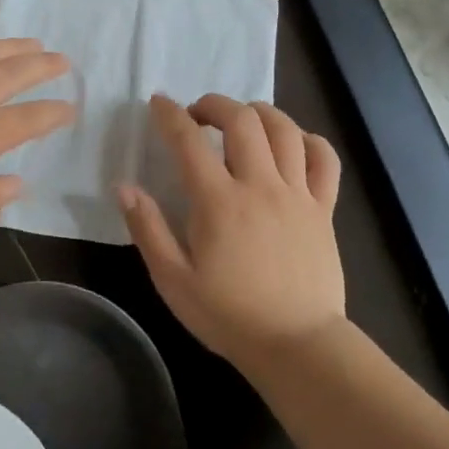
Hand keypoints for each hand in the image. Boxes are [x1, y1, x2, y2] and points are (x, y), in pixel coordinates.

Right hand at [119, 94, 344, 369]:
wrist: (297, 345)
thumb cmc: (228, 315)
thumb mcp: (173, 280)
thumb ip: (147, 228)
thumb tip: (124, 186)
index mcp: (219, 202)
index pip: (189, 140)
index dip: (170, 114)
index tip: (158, 103)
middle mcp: (260, 186)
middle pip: (242, 120)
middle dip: (215, 104)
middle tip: (198, 115)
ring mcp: (297, 194)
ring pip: (285, 129)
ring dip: (259, 112)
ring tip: (242, 120)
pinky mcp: (324, 209)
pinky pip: (324, 159)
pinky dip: (309, 139)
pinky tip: (293, 143)